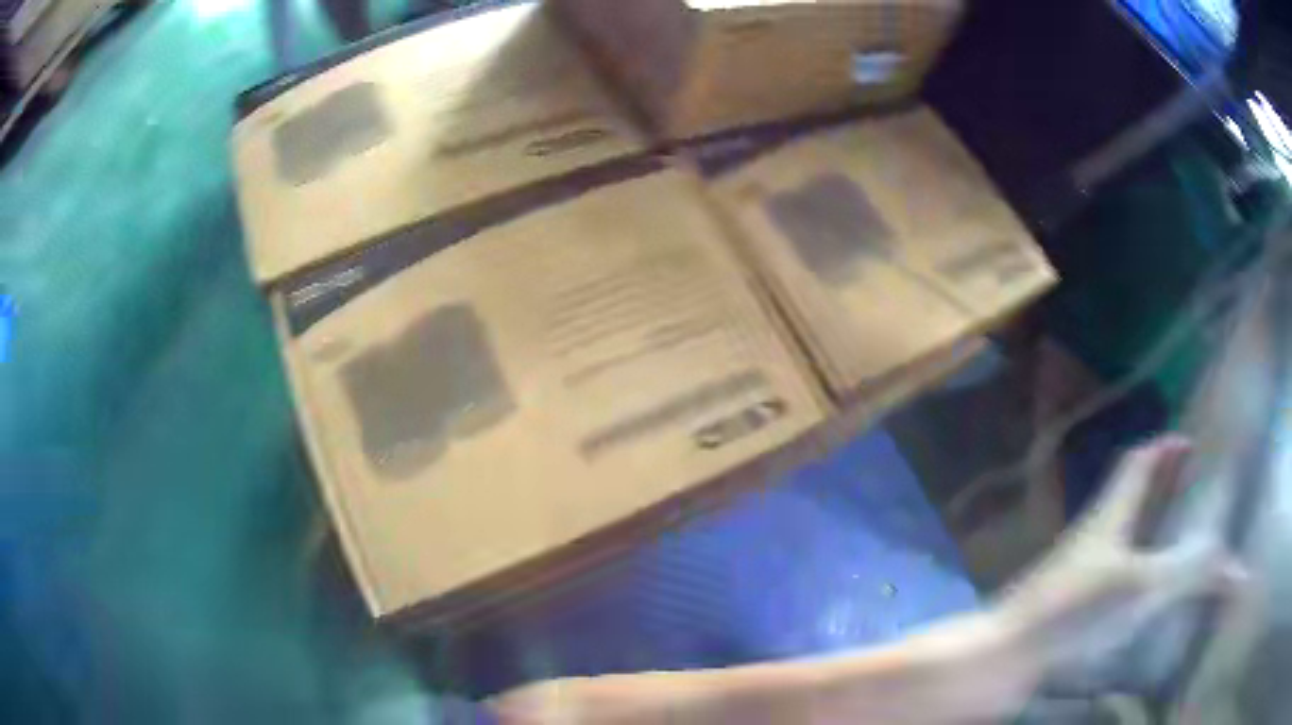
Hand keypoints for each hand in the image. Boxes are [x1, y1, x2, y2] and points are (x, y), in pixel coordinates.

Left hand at [995, 435, 1245, 672]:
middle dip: (1161, 487)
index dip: (1162, 447)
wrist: (1003, 658)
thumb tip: (1240, 570)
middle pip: (1131, 498)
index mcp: (1109, 515)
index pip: (1137, 464)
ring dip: (1149, 532)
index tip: (1187, 441)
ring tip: (1177, 539)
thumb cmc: (1073, 612)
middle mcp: (1094, 537)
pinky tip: (1144, 597)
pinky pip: (1111, 579)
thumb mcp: (1141, 586)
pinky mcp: (1070, 608)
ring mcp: (1079, 574)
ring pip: (1121, 539)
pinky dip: (1133, 576)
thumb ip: (1192, 574)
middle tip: (1191, 487)